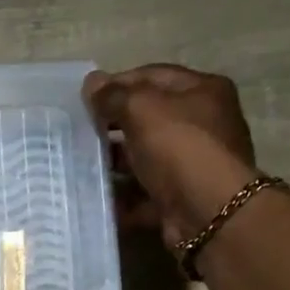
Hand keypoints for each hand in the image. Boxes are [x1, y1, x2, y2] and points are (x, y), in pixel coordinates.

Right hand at [84, 64, 257, 248]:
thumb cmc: (179, 148)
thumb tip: (91, 82)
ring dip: (115, 163)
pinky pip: (144, 193)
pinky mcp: (180, 198)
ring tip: (81, 165)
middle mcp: (203, 124)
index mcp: (203, 91)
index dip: (117, 83)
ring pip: (145, 158)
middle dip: (114, 125)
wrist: (208, 213)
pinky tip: (96, 196)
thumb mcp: (142, 110)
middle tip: (80, 132)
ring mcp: (192, 164)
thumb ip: (113, 96)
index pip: (153, 76)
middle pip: (149, 118)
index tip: (85, 98)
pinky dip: (123, 196)